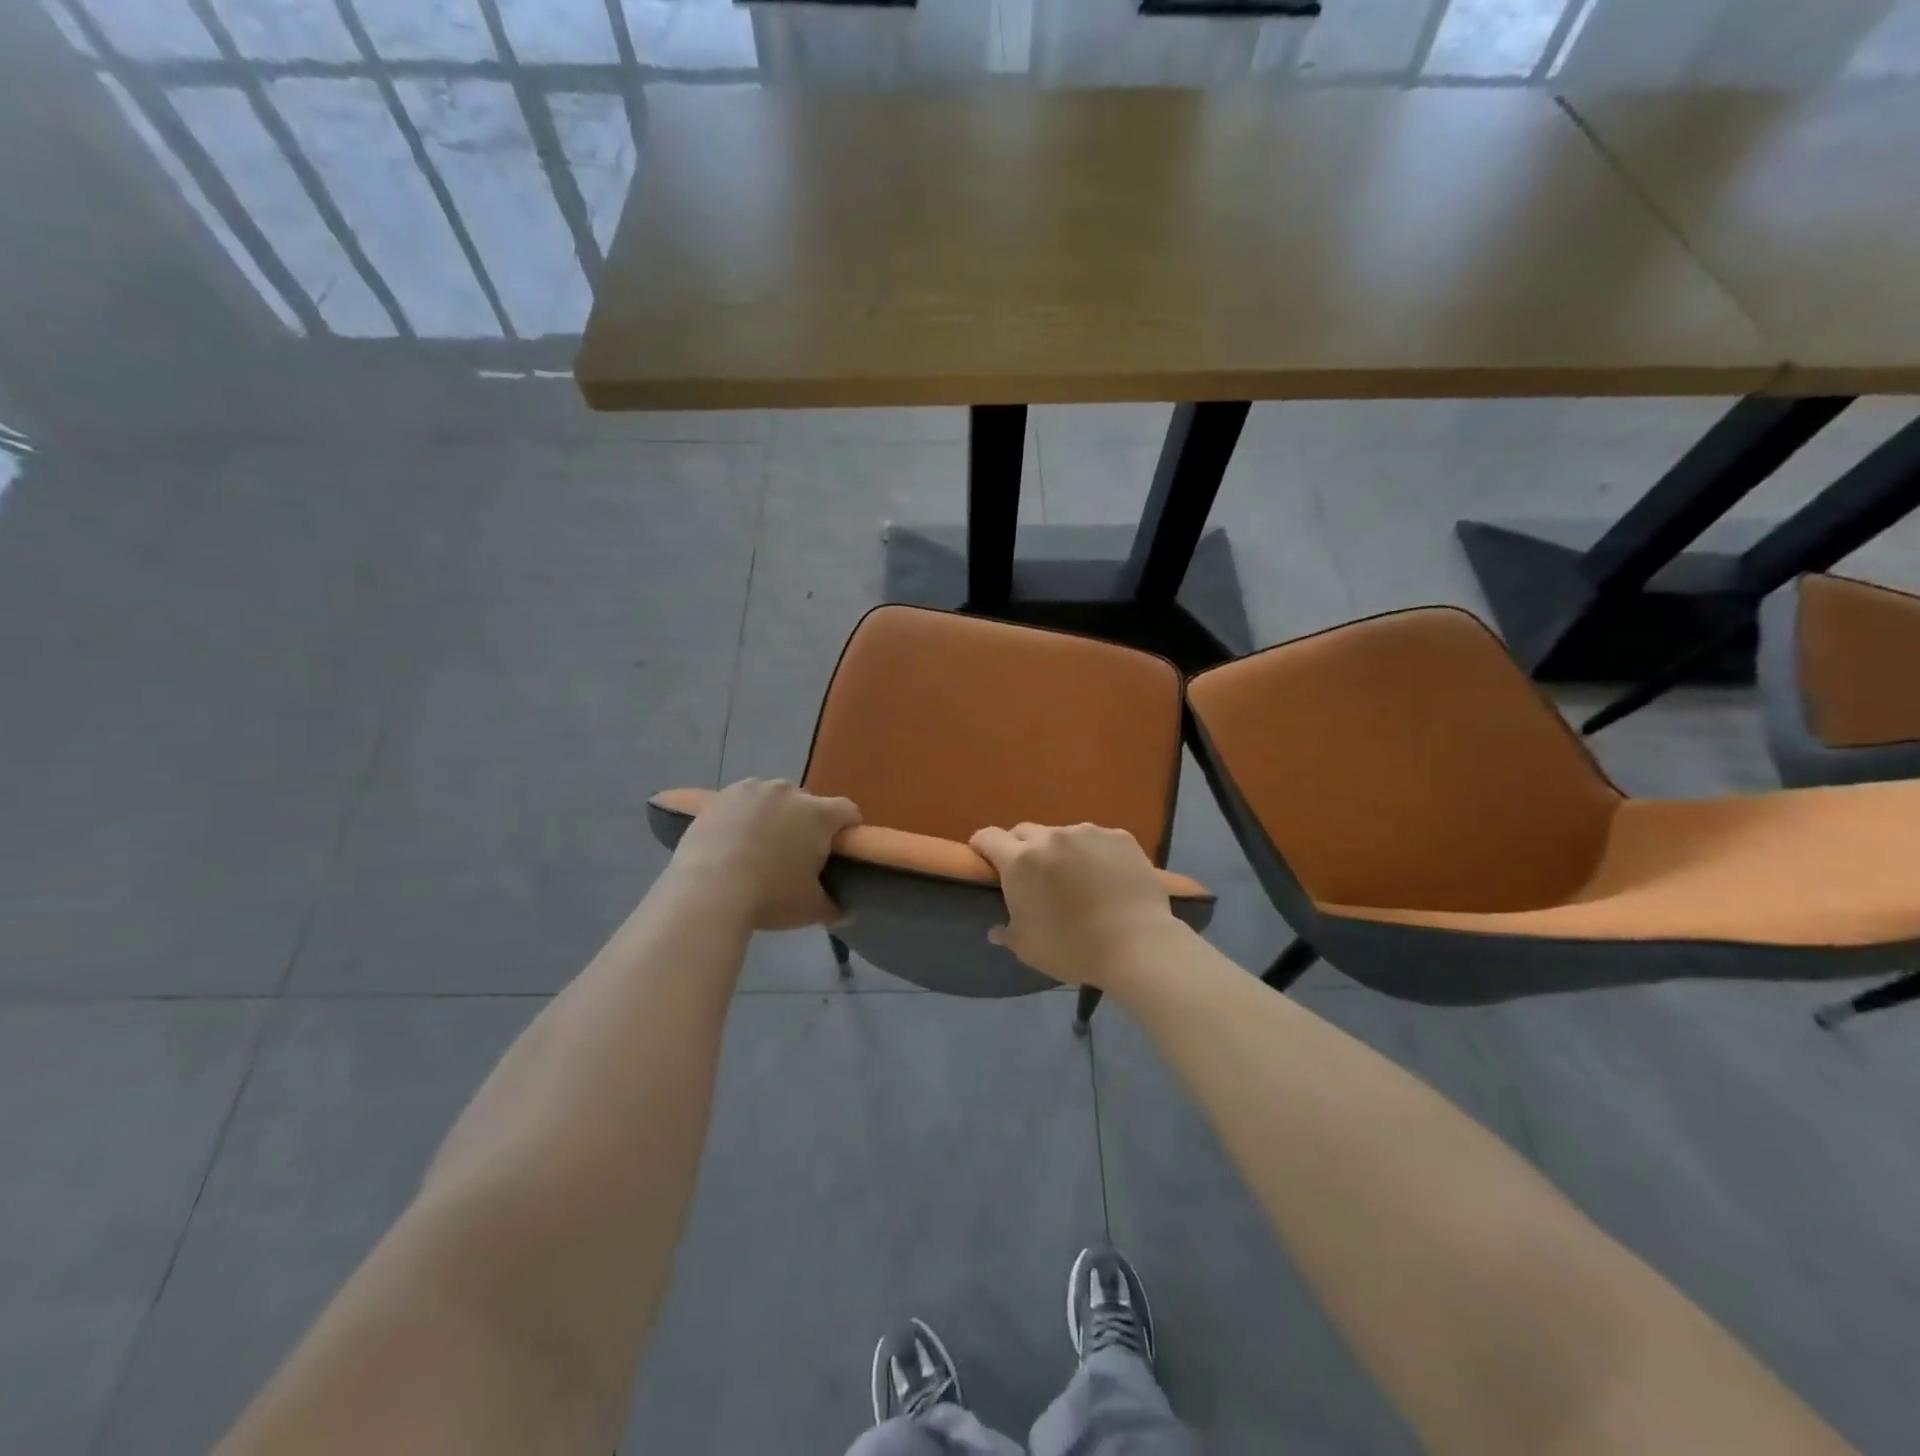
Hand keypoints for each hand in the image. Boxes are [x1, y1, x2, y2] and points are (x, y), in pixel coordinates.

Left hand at [669, 779, 859, 930]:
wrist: (706, 891)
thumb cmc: (769, 897)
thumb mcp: (810, 909)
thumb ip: (834, 907)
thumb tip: (846, 912)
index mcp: (818, 815)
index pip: (848, 811)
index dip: (848, 828)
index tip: (839, 849)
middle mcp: (789, 792)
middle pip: (808, 803)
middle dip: (806, 823)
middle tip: (794, 855)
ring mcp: (752, 789)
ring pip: (773, 799)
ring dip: (773, 815)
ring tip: (757, 846)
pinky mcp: (720, 796)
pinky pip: (741, 801)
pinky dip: (742, 815)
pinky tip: (731, 840)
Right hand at [968, 823, 1181, 988]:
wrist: (1138, 945)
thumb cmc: (1073, 949)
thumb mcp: (1029, 949)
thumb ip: (1007, 933)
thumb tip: (996, 930)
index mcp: (1020, 861)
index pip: (988, 837)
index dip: (982, 847)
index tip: (985, 861)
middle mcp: (1051, 837)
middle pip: (1024, 832)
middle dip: (1021, 849)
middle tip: (1032, 876)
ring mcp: (1088, 833)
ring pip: (1063, 834)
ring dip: (1060, 851)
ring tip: (1075, 877)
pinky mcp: (1119, 837)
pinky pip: (1097, 840)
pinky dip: (1094, 853)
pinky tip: (1106, 877)